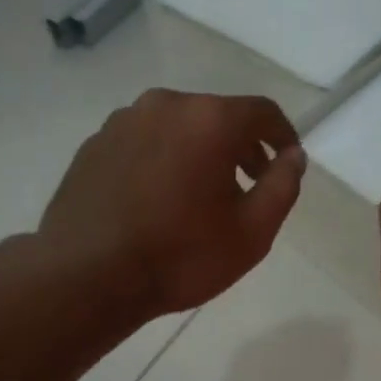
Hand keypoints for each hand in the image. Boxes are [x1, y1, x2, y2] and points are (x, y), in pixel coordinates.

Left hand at [40, 89, 304, 317]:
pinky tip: (159, 200)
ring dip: (199, 153)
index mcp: (209, 120)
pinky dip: (163, 160)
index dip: (283, 135)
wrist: (87, 275)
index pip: (262, 112)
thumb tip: (293, 157)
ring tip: (201, 197)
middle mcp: (165, 105)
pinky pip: (144, 142)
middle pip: (217, 116)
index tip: (287, 163)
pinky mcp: (94, 144)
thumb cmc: (180, 257)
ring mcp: (123, 121)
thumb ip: (282, 187)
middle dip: (240, 147)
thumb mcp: (252, 233)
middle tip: (249, 186)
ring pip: (177, 128)